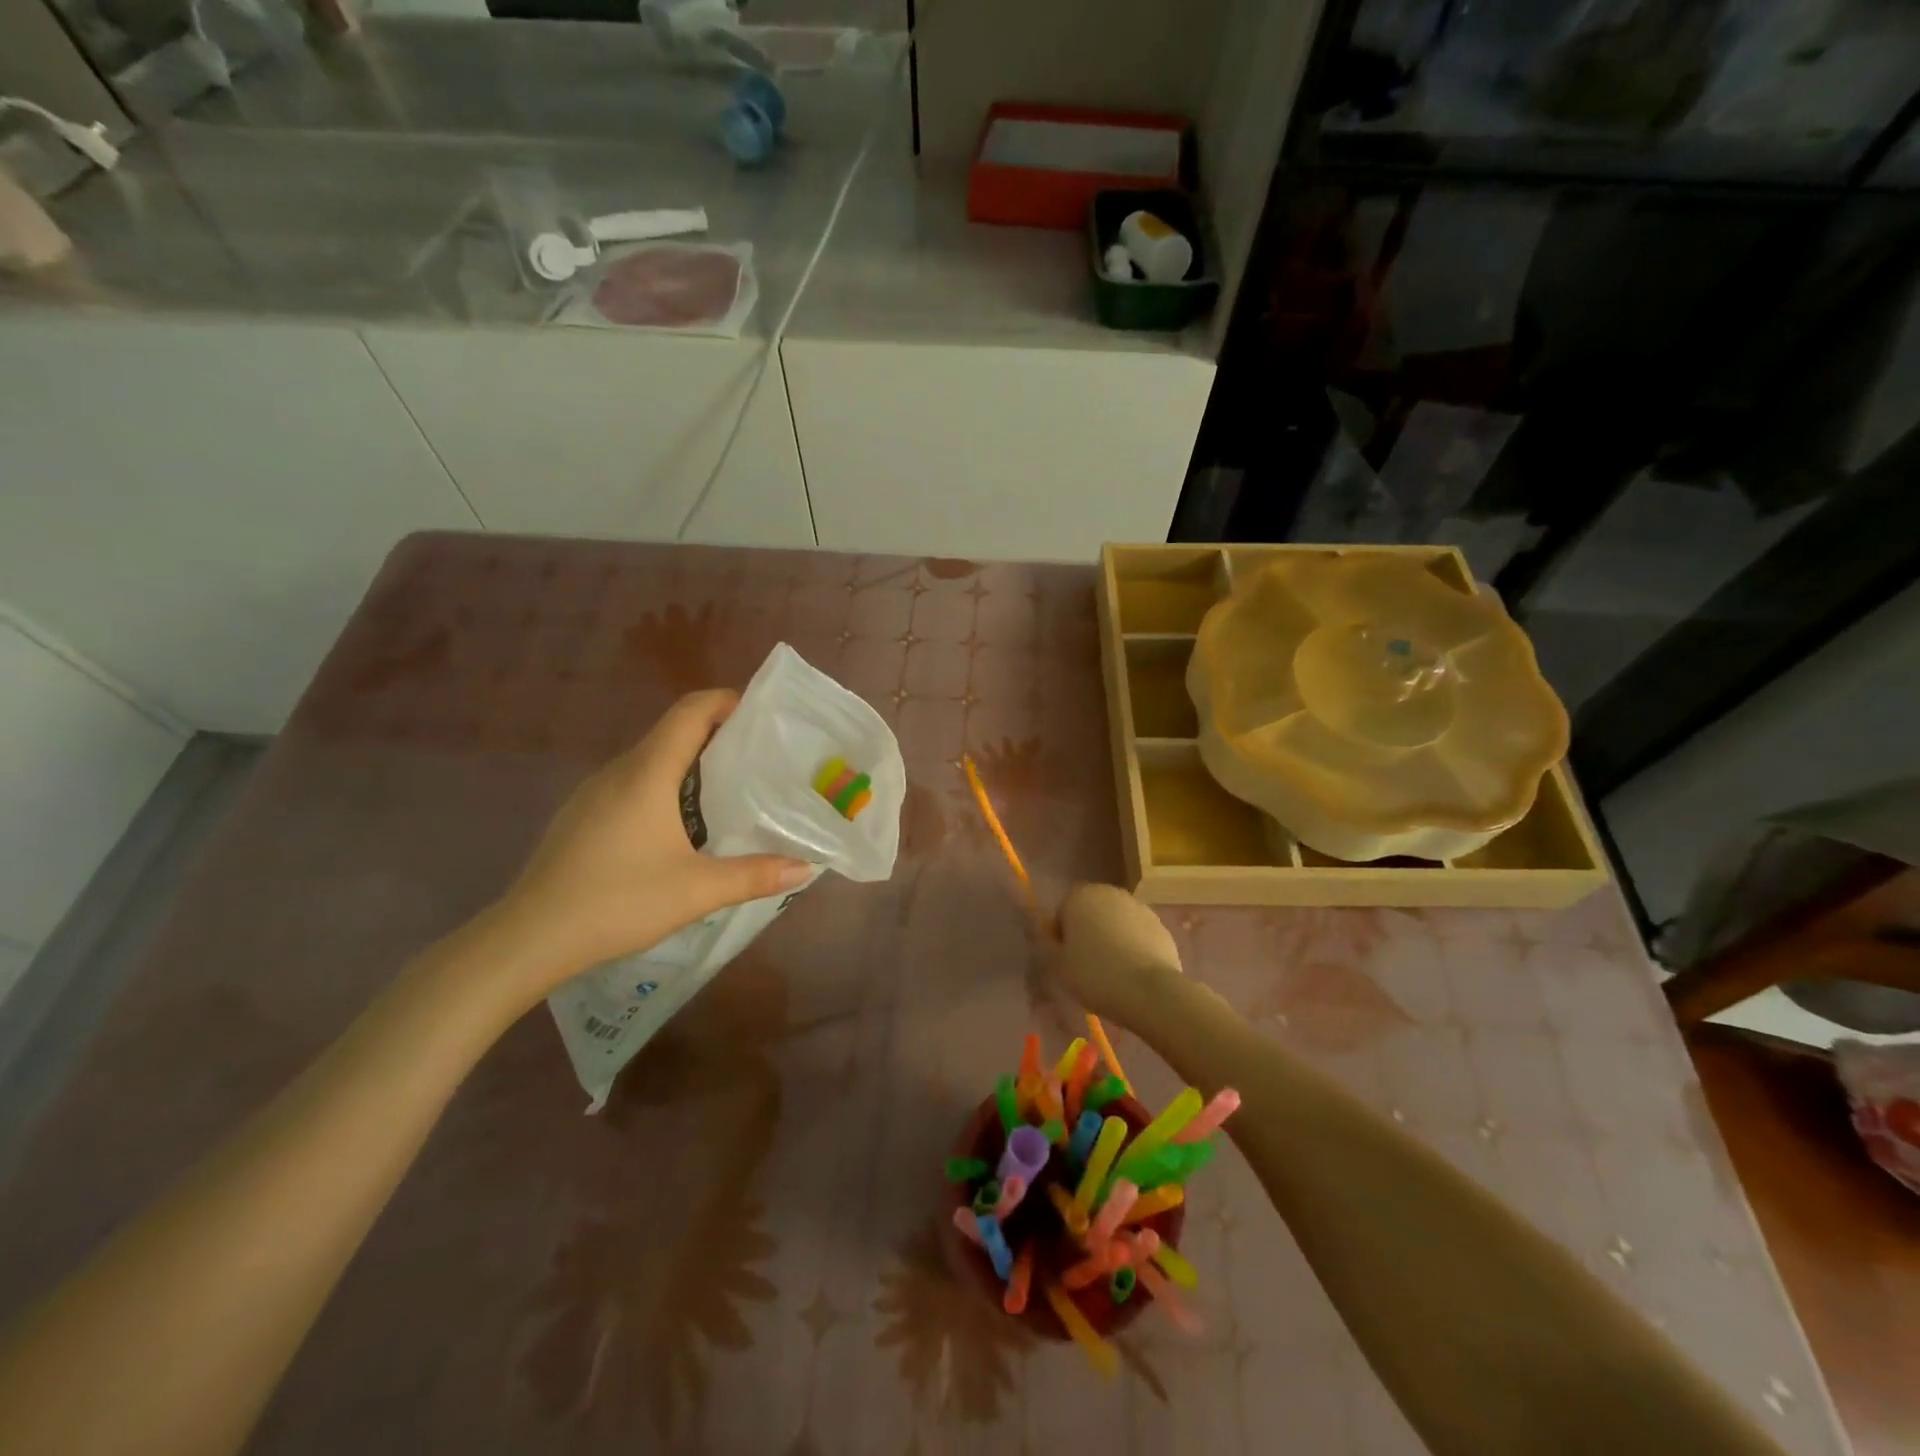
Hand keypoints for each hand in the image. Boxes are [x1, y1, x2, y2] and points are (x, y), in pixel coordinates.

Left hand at [497, 690, 812, 989]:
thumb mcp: (697, 891)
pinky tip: (679, 827)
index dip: (726, 701)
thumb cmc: (618, 901)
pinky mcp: (581, 816)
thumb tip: (805, 868)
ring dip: (690, 764)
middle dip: (718, 735)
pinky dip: (664, 786)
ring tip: (728, 792)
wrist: (529, 938)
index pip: (690, 712)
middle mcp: (619, 771)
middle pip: (673, 732)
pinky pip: (632, 783)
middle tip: (759, 759)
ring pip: (651, 759)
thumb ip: (755, 875)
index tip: (761, 713)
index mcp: (648, 772)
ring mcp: (594, 793)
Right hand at [1054, 882, 1184, 1028]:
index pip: (1063, 911)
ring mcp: (1140, 907)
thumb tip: (1052, 937)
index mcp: (1080, 896)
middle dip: (1089, 931)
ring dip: (1113, 937)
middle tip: (1086, 963)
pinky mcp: (1161, 926)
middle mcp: (1110, 893)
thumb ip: (1050, 945)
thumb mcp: (1058, 965)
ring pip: (1117, 922)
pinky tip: (1133, 972)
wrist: (1148, 990)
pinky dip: (1134, 946)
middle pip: (1092, 912)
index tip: (1065, 958)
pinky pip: (1139, 934)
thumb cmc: (1094, 974)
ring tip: (1112, 970)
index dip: (1061, 935)